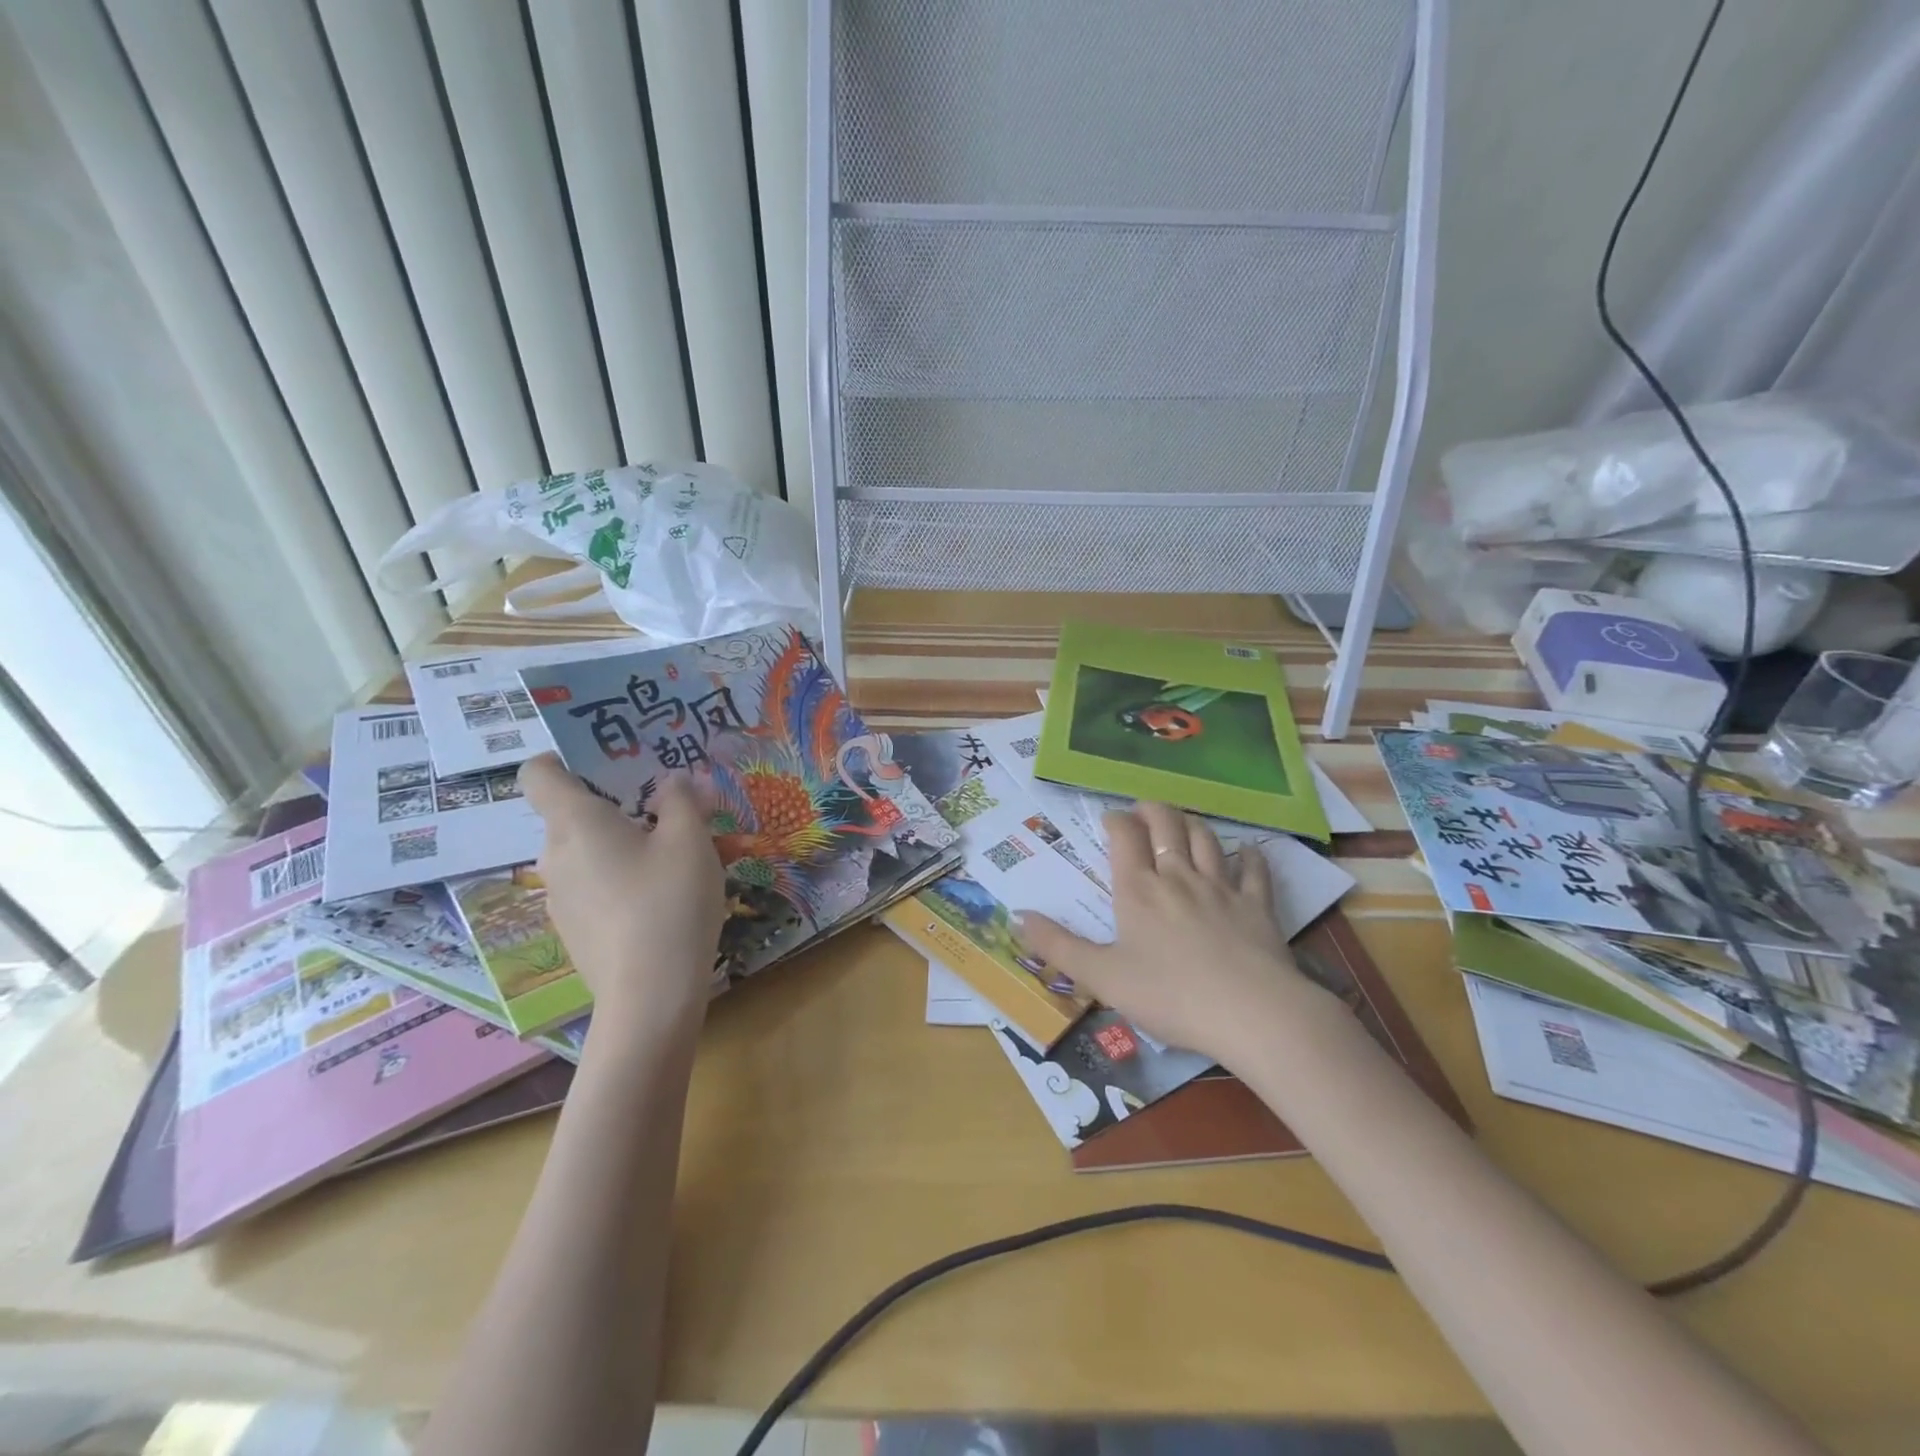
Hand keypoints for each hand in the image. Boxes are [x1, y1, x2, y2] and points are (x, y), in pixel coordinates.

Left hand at [519, 755, 725, 1039]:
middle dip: (620, 806)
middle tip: (671, 811)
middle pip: (575, 813)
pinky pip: (595, 886)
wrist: (650, 996)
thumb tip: (670, 783)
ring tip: (677, 859)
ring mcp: (560, 898)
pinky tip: (664, 900)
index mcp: (575, 822)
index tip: (610, 763)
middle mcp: (554, 856)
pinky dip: (622, 880)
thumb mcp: (691, 839)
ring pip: (590, 852)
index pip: (538, 772)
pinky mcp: (574, 930)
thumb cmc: (669, 902)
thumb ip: (681, 799)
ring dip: (626, 845)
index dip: (565, 758)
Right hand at [1016, 803, 1325, 1067]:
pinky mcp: (1257, 905)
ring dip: (1192, 823)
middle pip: (1166, 824)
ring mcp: (1221, 887)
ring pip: (1206, 838)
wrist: (1251, 1013)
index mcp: (1138, 890)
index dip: (1115, 820)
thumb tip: (1018, 916)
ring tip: (1182, 823)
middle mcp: (1178, 876)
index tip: (1108, 820)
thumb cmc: (1169, 995)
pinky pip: (1253, 870)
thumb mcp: (1102, 977)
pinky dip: (1249, 857)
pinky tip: (1247, 853)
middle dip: (1152, 810)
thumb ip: (1058, 946)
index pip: (1124, 836)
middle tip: (1142, 812)